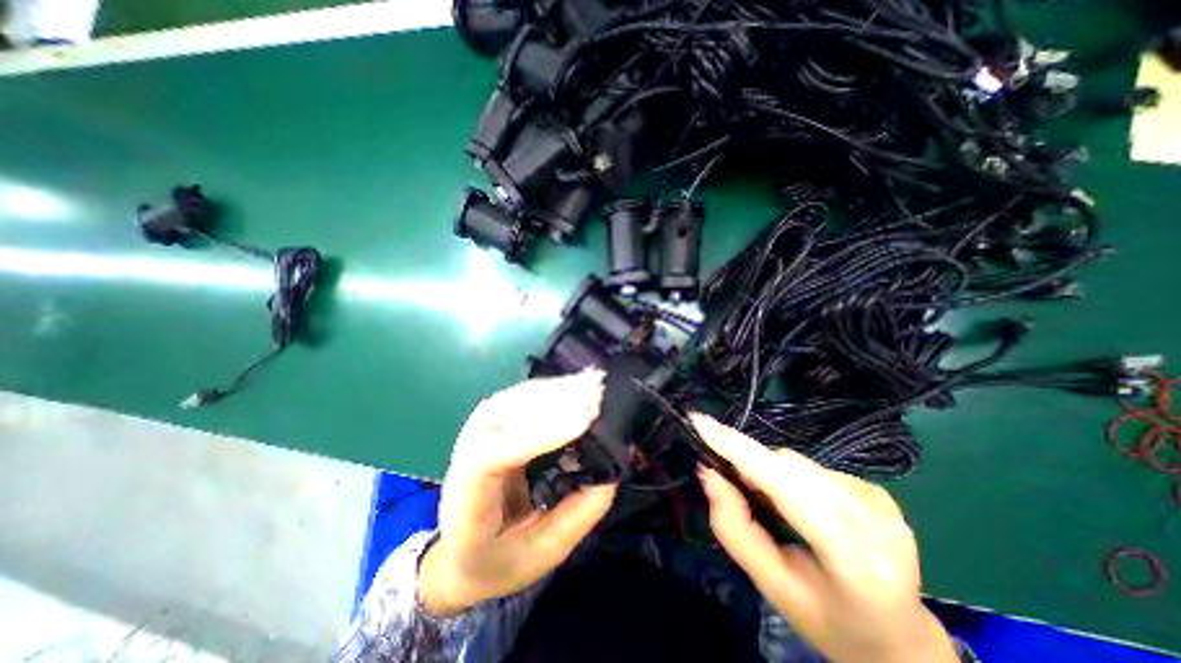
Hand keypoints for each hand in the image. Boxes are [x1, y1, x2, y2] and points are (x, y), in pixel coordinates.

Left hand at [420, 369, 619, 617]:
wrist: (458, 553)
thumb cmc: (496, 559)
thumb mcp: (540, 553)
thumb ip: (576, 517)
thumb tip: (609, 474)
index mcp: (468, 495)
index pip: (497, 454)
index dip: (541, 434)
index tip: (584, 421)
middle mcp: (468, 450)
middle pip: (507, 412)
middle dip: (556, 401)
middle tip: (598, 393)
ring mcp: (479, 429)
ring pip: (517, 397)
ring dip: (556, 389)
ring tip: (592, 384)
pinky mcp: (495, 420)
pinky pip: (523, 396)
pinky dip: (551, 389)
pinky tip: (575, 386)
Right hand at [694, 413, 958, 661]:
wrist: (898, 639)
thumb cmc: (827, 620)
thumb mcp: (771, 585)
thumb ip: (734, 528)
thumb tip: (708, 472)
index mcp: (853, 558)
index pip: (786, 486)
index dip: (739, 450)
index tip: (700, 421)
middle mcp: (875, 520)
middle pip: (788, 467)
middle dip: (749, 464)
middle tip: (726, 478)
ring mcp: (880, 501)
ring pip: (798, 462)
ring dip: (769, 472)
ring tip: (767, 502)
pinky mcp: (878, 490)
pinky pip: (813, 467)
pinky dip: (791, 477)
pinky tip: (799, 505)